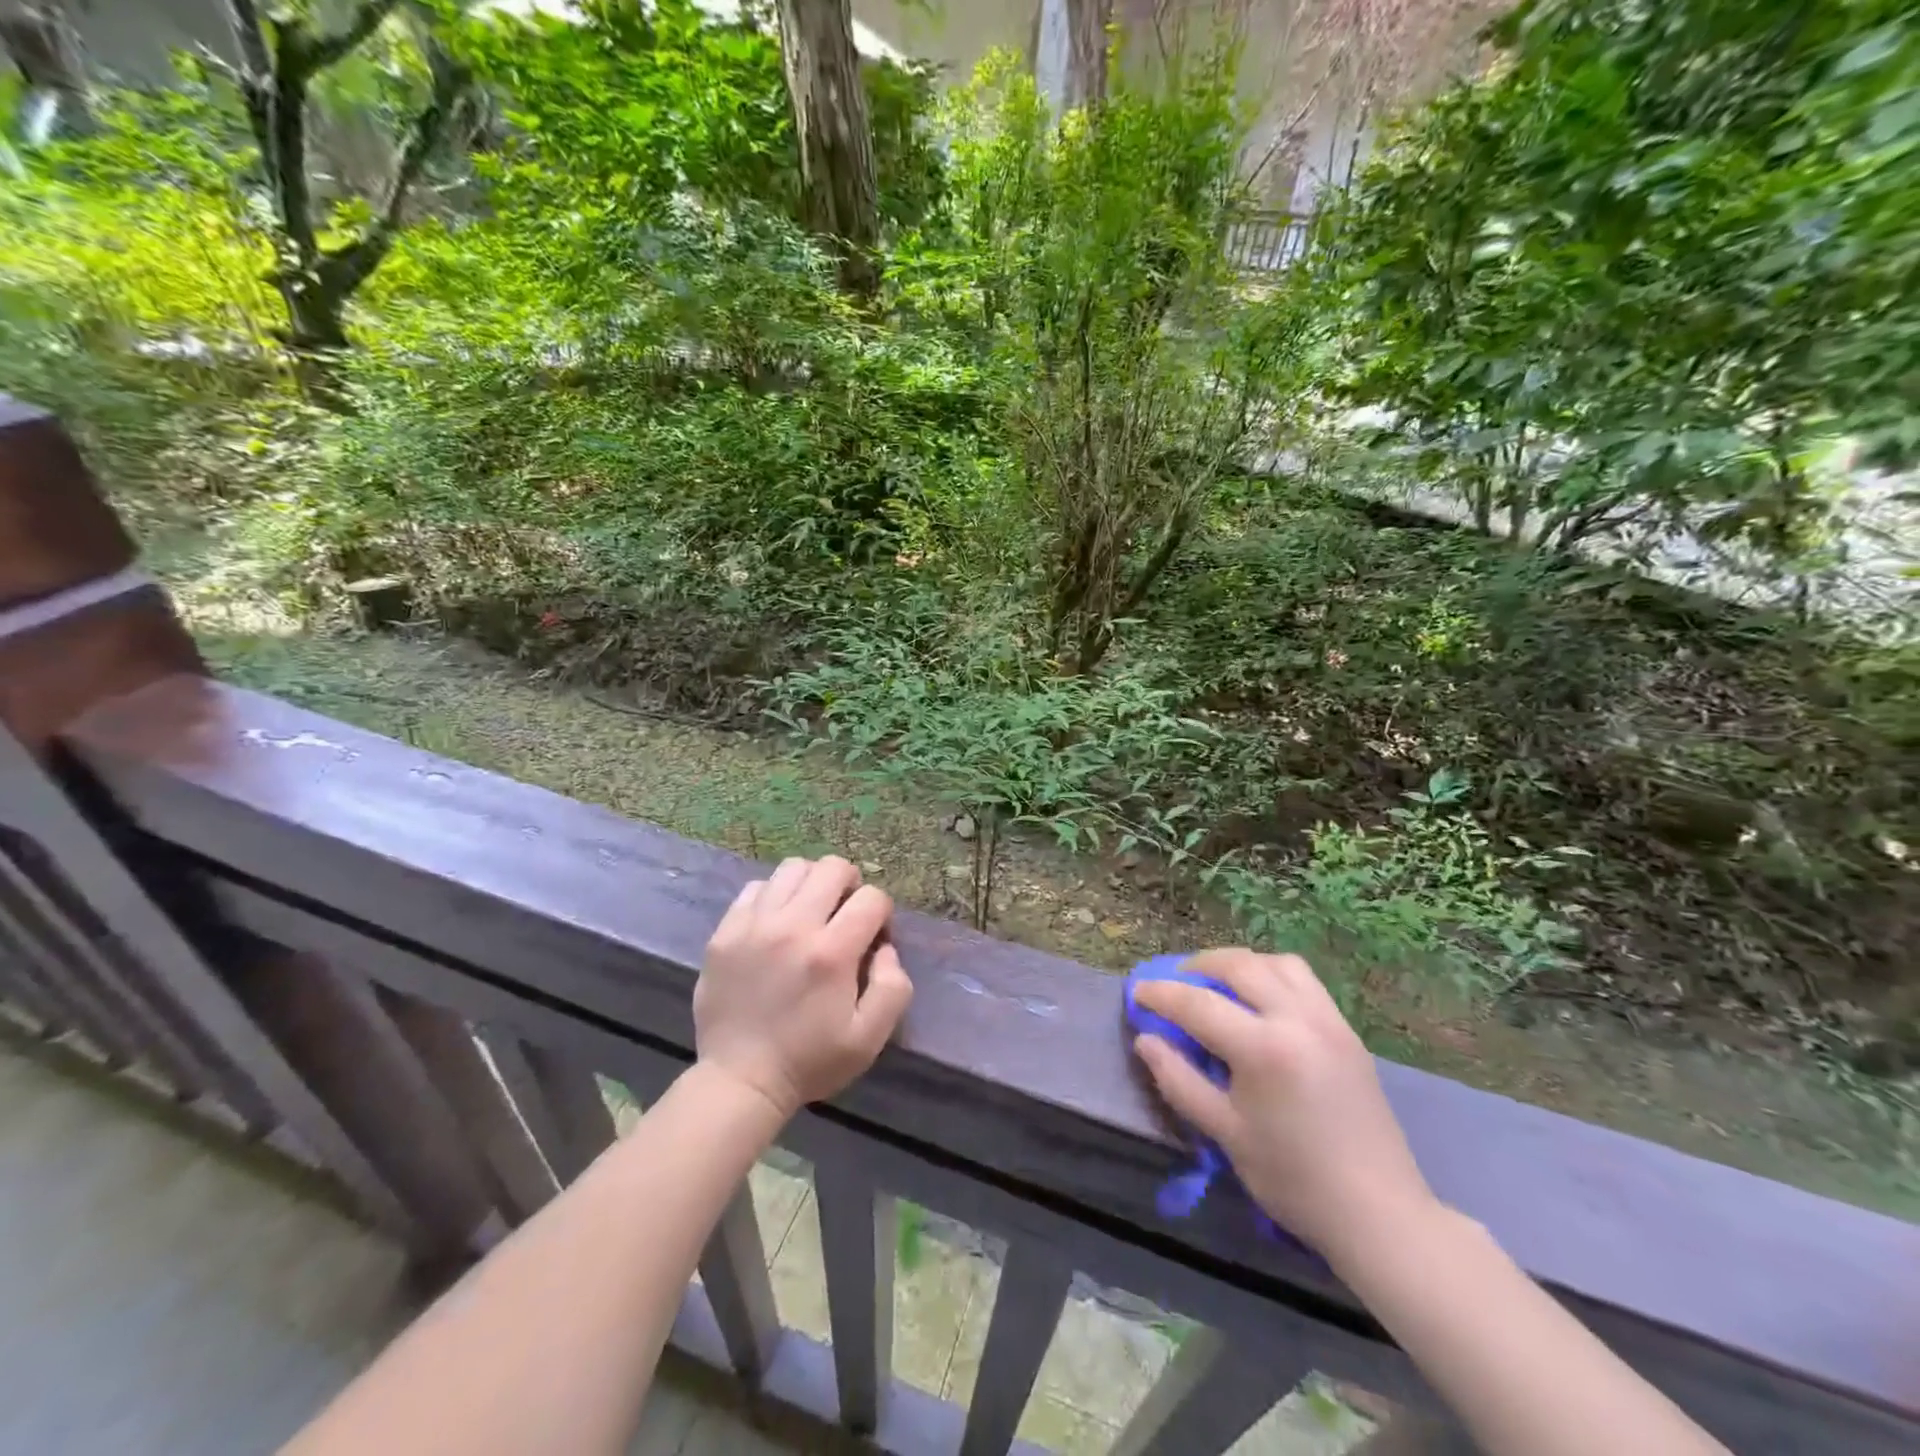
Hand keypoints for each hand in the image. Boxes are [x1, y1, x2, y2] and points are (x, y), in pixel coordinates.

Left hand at [695, 856, 914, 1120]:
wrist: (740, 1080)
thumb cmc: (810, 1061)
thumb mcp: (869, 1038)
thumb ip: (893, 987)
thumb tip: (886, 948)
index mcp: (831, 953)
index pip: (872, 898)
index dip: (882, 914)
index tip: (873, 939)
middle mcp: (793, 927)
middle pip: (833, 868)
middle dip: (851, 885)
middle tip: (845, 914)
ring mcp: (754, 925)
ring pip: (793, 868)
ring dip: (812, 883)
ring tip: (811, 911)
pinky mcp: (725, 931)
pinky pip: (756, 887)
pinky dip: (774, 895)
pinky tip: (777, 922)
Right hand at [1132, 949, 1437, 1267]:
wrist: (1380, 1214)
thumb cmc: (1294, 1180)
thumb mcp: (1225, 1134)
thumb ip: (1179, 1080)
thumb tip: (1146, 1041)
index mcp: (1264, 1049)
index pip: (1198, 1004)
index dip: (1161, 994)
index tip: (1137, 992)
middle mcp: (1298, 1019)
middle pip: (1239, 966)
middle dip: (1198, 966)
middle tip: (1175, 982)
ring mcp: (1328, 1020)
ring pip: (1277, 963)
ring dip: (1240, 964)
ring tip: (1218, 984)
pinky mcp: (1347, 1031)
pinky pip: (1304, 980)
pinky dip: (1272, 974)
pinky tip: (1260, 1001)